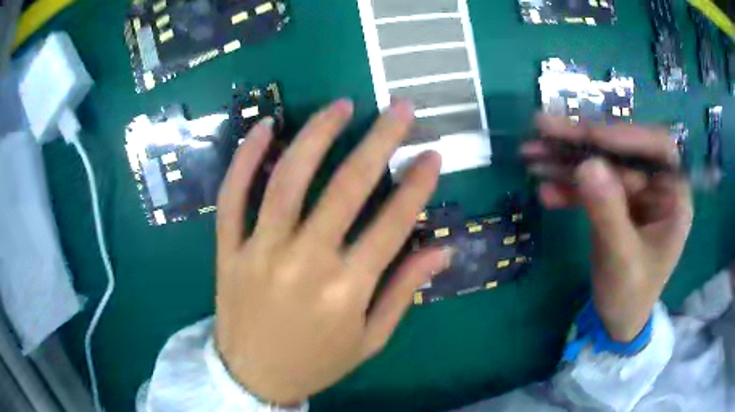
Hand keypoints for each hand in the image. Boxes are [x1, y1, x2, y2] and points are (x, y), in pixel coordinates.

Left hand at [215, 100, 451, 404]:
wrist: (254, 376)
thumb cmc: (317, 361)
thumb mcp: (370, 339)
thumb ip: (404, 291)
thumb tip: (443, 250)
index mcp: (347, 290)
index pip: (393, 223)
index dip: (418, 184)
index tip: (433, 152)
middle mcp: (304, 262)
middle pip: (347, 187)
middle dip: (380, 140)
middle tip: (399, 107)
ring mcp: (260, 251)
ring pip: (288, 179)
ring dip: (317, 135)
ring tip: (341, 105)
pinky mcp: (229, 249)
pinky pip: (233, 196)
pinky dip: (245, 158)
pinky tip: (266, 127)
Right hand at [524, 116, 692, 341]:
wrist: (617, 320)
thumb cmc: (630, 296)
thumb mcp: (621, 260)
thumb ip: (608, 214)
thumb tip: (587, 166)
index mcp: (673, 197)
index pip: (657, 148)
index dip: (626, 136)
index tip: (589, 136)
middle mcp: (655, 186)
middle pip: (621, 150)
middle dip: (582, 142)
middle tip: (542, 128)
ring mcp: (633, 193)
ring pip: (601, 164)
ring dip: (566, 159)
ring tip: (530, 154)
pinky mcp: (614, 202)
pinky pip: (591, 185)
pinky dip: (567, 186)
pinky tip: (545, 191)